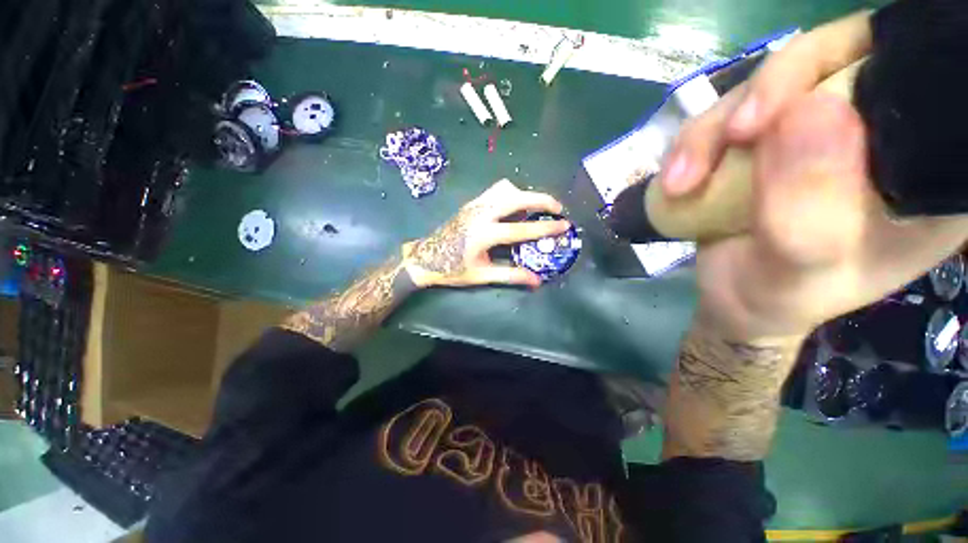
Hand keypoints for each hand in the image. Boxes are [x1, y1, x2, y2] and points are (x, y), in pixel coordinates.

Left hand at [403, 179, 569, 288]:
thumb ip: (510, 276)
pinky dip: (511, 195)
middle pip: (516, 197)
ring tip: (535, 208)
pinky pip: (495, 191)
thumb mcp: (482, 275)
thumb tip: (536, 280)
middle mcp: (480, 214)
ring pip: (505, 189)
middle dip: (541, 199)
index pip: (522, 229)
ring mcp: (474, 205)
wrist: (426, 258)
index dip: (545, 228)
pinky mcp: (471, 203)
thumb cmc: (453, 269)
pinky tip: (514, 208)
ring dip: (525, 194)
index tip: (564, 225)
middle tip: (556, 208)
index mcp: (484, 234)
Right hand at [674, 15, 967, 339]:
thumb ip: (809, 209)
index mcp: (925, 171)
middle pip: (836, 61)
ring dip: (712, 131)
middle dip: (772, 91)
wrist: (735, 300)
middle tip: (732, 136)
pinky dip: (696, 143)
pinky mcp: (768, 136)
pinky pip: (729, 112)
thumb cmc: (778, 299)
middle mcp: (879, 134)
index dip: (865, 68)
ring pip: (768, 84)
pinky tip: (676, 179)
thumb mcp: (798, 270)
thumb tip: (810, 108)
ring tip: (680, 183)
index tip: (798, 111)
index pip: (917, 83)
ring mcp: (818, 128)